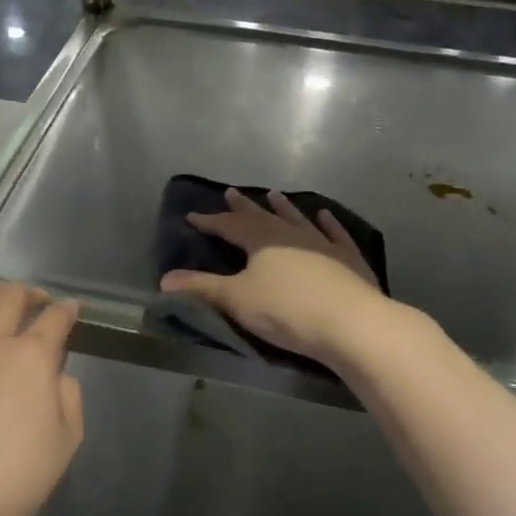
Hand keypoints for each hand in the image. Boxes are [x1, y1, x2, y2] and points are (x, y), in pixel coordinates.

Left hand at [0, 284, 83, 515]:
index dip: (66, 310)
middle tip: (35, 300)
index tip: (71, 309)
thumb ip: (68, 394)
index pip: (54, 319)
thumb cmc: (21, 475)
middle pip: (9, 300)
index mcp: (32, 357)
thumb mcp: (68, 437)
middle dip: (27, 293)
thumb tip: (54, 374)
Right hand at [160, 188, 387, 363]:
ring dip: (284, 208)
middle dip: (244, 208)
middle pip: (262, 217)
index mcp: (260, 241)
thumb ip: (201, 288)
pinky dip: (328, 224)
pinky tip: (324, 215)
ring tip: (274, 195)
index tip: (192, 216)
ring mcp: (323, 244)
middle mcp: (290, 234)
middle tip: (231, 192)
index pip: (229, 226)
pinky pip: (335, 234)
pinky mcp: (349, 260)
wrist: (350, 323)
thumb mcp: (236, 300)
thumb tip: (164, 280)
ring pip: (298, 220)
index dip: (210, 222)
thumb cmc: (286, 310)